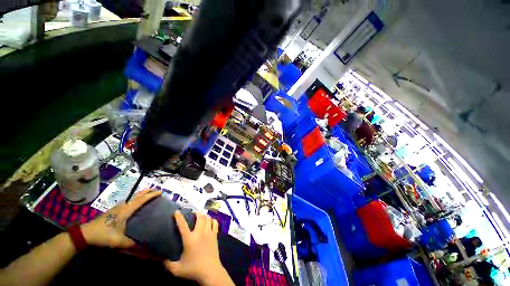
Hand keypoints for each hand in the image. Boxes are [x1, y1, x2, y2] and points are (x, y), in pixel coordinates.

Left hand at [81, 189, 160, 247]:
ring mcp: (118, 207)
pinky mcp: (114, 210)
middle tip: (156, 191)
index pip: (141, 200)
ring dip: (141, 194)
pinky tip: (136, 204)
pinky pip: (129, 201)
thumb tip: (143, 245)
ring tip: (148, 195)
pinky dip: (136, 199)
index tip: (160, 192)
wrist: (85, 234)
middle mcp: (123, 206)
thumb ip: (131, 243)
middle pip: (137, 195)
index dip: (151, 195)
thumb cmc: (103, 235)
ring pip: (132, 197)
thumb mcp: (117, 241)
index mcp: (126, 210)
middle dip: (147, 191)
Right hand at [163, 212, 232, 285]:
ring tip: (200, 216)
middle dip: (196, 213)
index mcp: (189, 239)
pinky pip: (215, 223)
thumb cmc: (193, 269)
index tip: (176, 211)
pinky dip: (212, 220)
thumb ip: (167, 264)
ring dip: (204, 215)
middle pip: (199, 217)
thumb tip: (160, 259)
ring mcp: (209, 233)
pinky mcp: (215, 235)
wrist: (210, 271)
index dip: (179, 217)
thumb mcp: (176, 269)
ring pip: (208, 218)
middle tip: (192, 213)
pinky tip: (210, 221)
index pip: (182, 225)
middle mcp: (200, 233)